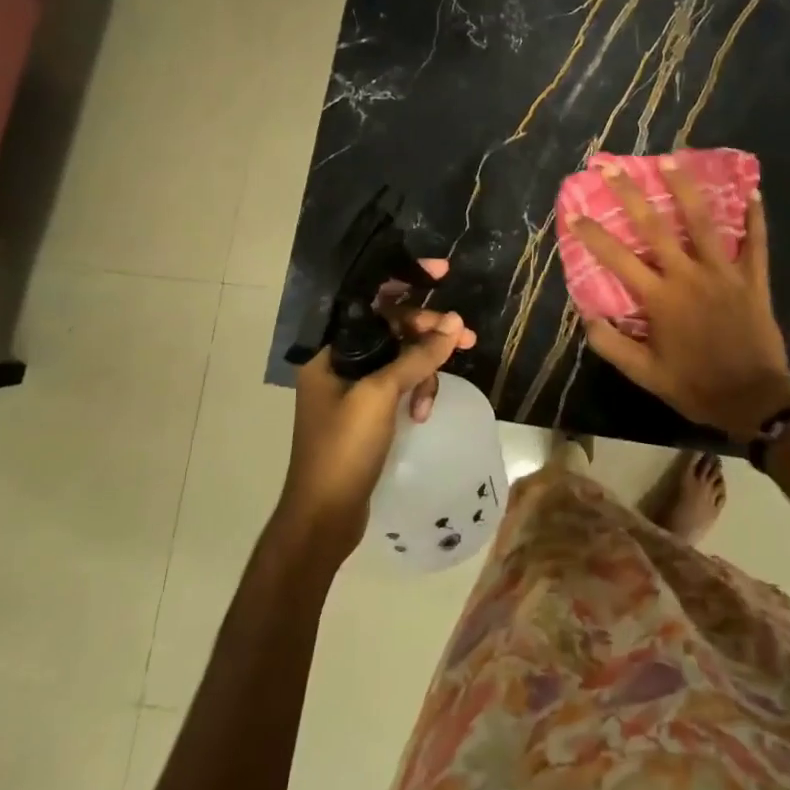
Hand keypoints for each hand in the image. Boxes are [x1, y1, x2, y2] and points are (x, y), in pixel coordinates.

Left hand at [285, 259, 476, 550]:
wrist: (324, 517)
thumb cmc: (343, 448)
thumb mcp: (381, 395)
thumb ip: (417, 356)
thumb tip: (456, 324)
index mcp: (330, 349)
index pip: (370, 299)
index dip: (405, 280)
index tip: (442, 273)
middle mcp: (339, 361)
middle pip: (391, 328)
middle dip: (428, 332)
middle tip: (466, 337)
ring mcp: (353, 388)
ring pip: (401, 358)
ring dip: (424, 370)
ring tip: (431, 398)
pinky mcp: (367, 411)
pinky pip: (399, 384)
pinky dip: (415, 393)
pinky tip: (421, 414)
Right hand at [573, 160, 789, 440]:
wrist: (754, 400)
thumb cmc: (696, 386)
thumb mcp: (645, 375)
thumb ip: (612, 345)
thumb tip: (586, 315)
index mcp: (660, 298)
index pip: (617, 258)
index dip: (592, 234)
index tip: (572, 211)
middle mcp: (689, 275)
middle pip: (655, 226)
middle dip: (630, 194)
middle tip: (613, 166)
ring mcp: (724, 273)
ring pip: (702, 221)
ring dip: (684, 188)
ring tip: (670, 160)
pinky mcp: (753, 278)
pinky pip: (756, 242)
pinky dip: (755, 217)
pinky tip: (753, 192)